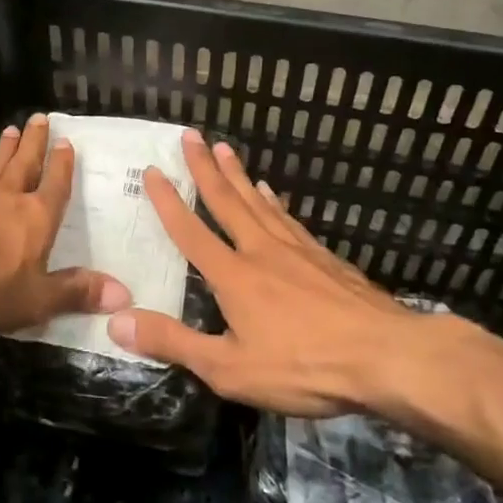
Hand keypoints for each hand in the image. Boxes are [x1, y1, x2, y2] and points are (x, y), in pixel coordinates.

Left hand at [0, 113, 130, 331]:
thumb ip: (74, 293)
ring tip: (10, 130)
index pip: (55, 187)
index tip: (66, 141)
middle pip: (25, 164)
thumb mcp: (36, 299)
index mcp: (37, 218)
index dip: (62, 166)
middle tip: (39, 117)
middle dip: (34, 143)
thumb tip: (123, 293)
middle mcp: (8, 199)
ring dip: (5, 149)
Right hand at [106, 131, 475, 416]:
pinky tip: (273, 194)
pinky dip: (275, 202)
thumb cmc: (303, 366)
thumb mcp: (229, 368)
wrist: (386, 356)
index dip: (168, 201)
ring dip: (239, 175)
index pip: (191, 231)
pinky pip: (290, 219)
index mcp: (233, 276)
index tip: (153, 169)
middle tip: (191, 134)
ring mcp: (297, 250)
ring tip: (224, 150)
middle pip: (227, 201)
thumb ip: (173, 343)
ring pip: (259, 203)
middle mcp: (261, 251)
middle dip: (204, 168)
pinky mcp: (326, 258)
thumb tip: (116, 321)